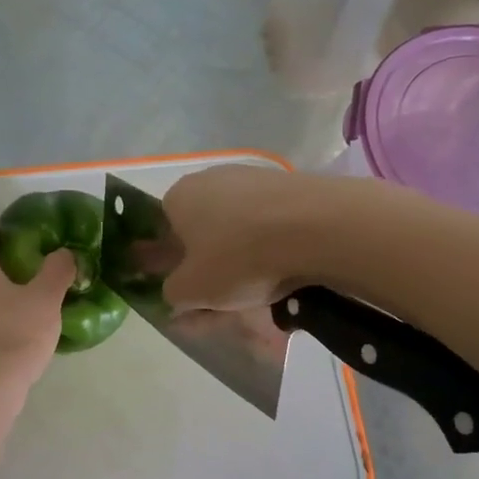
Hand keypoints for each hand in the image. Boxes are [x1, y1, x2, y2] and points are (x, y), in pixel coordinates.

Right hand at [160, 165, 323, 311]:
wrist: (314, 226)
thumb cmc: (238, 257)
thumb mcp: (192, 290)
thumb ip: (172, 294)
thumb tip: (174, 293)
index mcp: (178, 197)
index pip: (164, 232)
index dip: (175, 266)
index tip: (192, 294)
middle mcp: (210, 179)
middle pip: (204, 231)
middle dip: (210, 266)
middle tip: (226, 301)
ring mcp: (252, 178)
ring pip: (238, 229)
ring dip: (242, 259)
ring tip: (260, 292)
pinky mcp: (288, 185)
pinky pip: (269, 224)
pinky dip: (271, 247)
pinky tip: (284, 271)